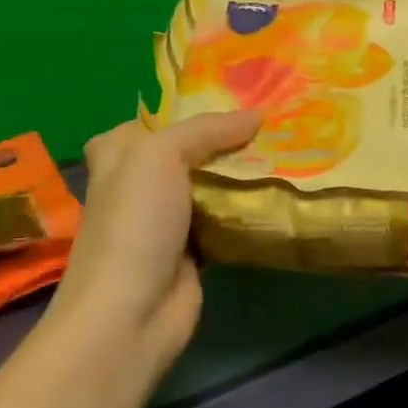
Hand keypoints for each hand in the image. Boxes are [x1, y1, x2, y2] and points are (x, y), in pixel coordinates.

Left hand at [50, 112, 260, 361]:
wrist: (130, 312)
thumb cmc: (134, 223)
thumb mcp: (160, 155)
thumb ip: (207, 129)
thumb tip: (259, 115)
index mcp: (119, 155)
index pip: (154, 120)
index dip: (190, 107)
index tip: (238, 95)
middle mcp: (140, 184)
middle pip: (190, 151)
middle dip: (228, 138)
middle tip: (275, 122)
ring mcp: (168, 219)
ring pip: (212, 184)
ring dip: (244, 173)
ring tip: (289, 150)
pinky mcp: (194, 250)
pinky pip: (227, 218)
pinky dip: (249, 209)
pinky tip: (281, 194)